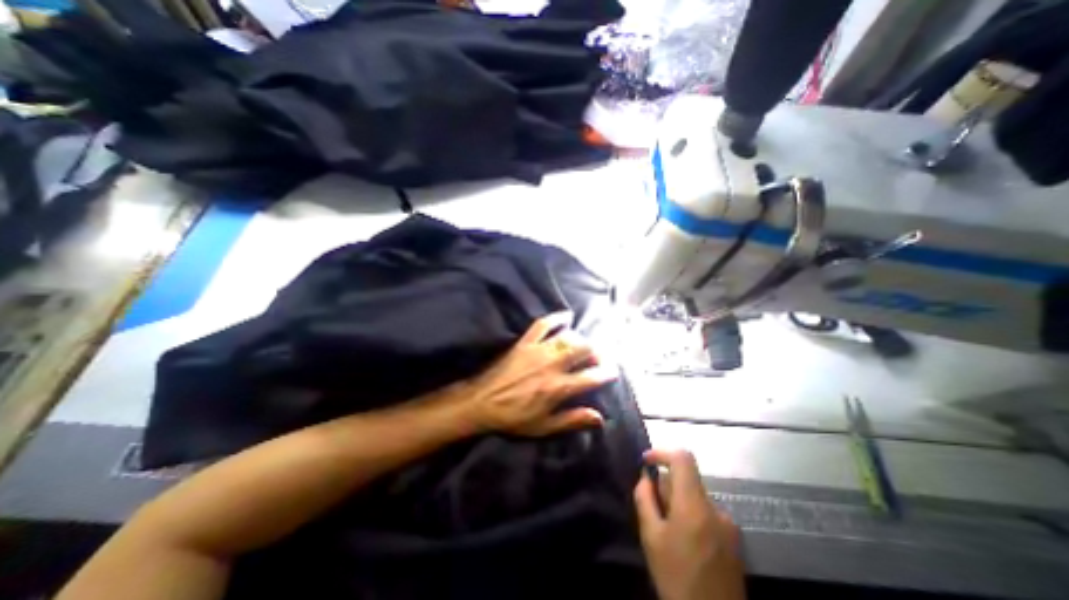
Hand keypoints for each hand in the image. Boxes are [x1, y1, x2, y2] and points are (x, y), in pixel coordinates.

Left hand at [460, 315, 617, 434]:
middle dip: (596, 352)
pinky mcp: (525, 342)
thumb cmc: (514, 418)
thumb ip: (573, 420)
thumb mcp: (544, 427)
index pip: (591, 377)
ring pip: (568, 336)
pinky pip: (543, 324)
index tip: (613, 371)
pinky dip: (556, 318)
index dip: (606, 373)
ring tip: (583, 345)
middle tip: (597, 358)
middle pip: (583, 349)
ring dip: (580, 339)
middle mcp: (553, 365)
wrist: (482, 403)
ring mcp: (538, 350)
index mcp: (559, 387)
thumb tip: (600, 418)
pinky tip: (566, 316)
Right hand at [634, 448, 744, 598]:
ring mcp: (728, 525)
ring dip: (677, 501)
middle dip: (666, 484)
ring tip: (665, 528)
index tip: (646, 462)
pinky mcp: (733, 539)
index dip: (662, 453)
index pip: (683, 458)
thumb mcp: (651, 538)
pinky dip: (690, 514)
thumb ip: (644, 499)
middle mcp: (716, 509)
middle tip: (651, 505)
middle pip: (687, 479)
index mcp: (695, 505)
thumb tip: (645, 477)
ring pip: (695, 497)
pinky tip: (683, 541)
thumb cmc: (677, 579)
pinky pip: (706, 512)